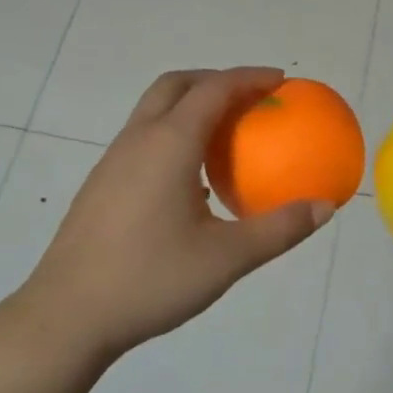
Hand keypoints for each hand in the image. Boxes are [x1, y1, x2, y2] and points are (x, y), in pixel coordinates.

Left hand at [11, 68, 334, 367]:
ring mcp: (114, 160)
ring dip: (191, 105)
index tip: (280, 81)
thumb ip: (279, 229)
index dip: (249, 78)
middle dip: (216, 80)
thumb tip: (324, 207)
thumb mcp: (226, 258)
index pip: (214, 89)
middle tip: (250, 98)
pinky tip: (191, 179)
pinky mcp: (101, 184)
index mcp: (170, 144)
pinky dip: (174, 133)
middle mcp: (138, 139)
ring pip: (154, 110)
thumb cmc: (150, 279)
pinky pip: (144, 137)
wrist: (67, 315)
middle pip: (177, 85)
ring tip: (225, 134)